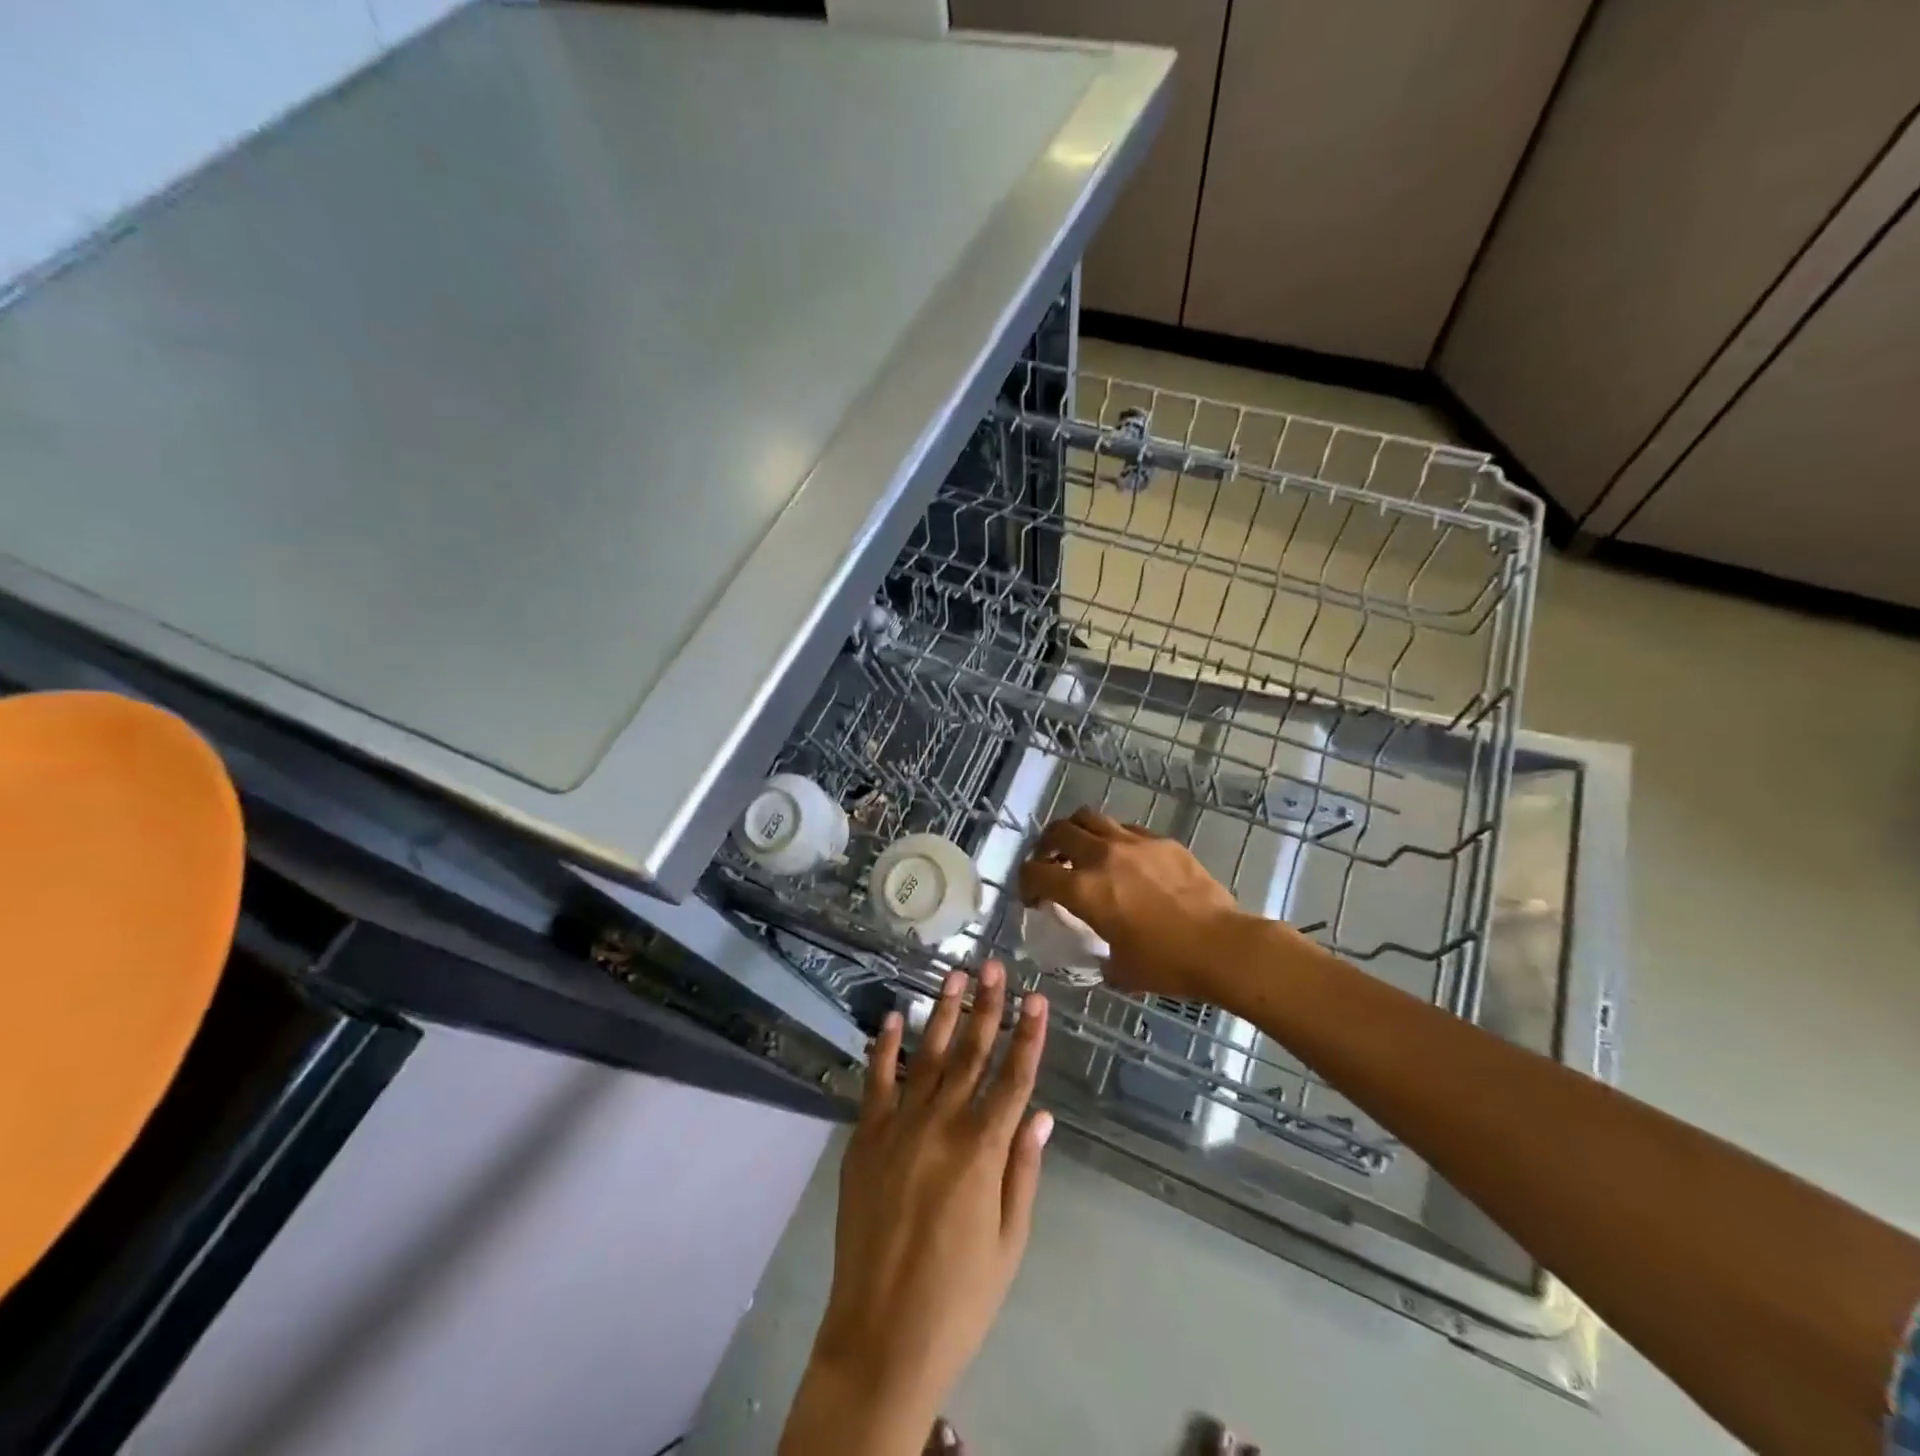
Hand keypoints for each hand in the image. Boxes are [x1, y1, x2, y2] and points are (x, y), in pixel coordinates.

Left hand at [780, 962, 1050, 1455]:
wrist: (881, 1335)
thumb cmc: (959, 1296)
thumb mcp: (1009, 1241)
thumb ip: (1023, 1170)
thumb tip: (1041, 1113)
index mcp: (983, 1151)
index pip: (1014, 1079)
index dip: (1029, 1036)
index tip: (1038, 999)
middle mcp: (941, 1125)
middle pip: (971, 1054)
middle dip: (987, 1007)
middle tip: (995, 966)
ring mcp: (899, 1126)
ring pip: (927, 1056)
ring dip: (942, 1013)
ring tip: (954, 976)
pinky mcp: (865, 1137)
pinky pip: (877, 1081)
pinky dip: (883, 1047)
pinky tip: (891, 1017)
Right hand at [1018, 808, 1268, 1001]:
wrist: (1222, 946)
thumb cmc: (1167, 964)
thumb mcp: (1120, 969)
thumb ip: (1100, 956)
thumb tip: (1103, 956)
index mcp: (1083, 889)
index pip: (1035, 872)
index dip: (1025, 884)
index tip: (1033, 899)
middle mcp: (1102, 856)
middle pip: (1058, 831)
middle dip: (1045, 846)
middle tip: (1050, 863)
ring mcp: (1133, 843)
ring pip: (1090, 817)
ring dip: (1077, 832)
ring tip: (1082, 850)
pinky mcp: (1162, 841)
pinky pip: (1126, 828)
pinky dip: (1113, 838)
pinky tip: (1124, 859)